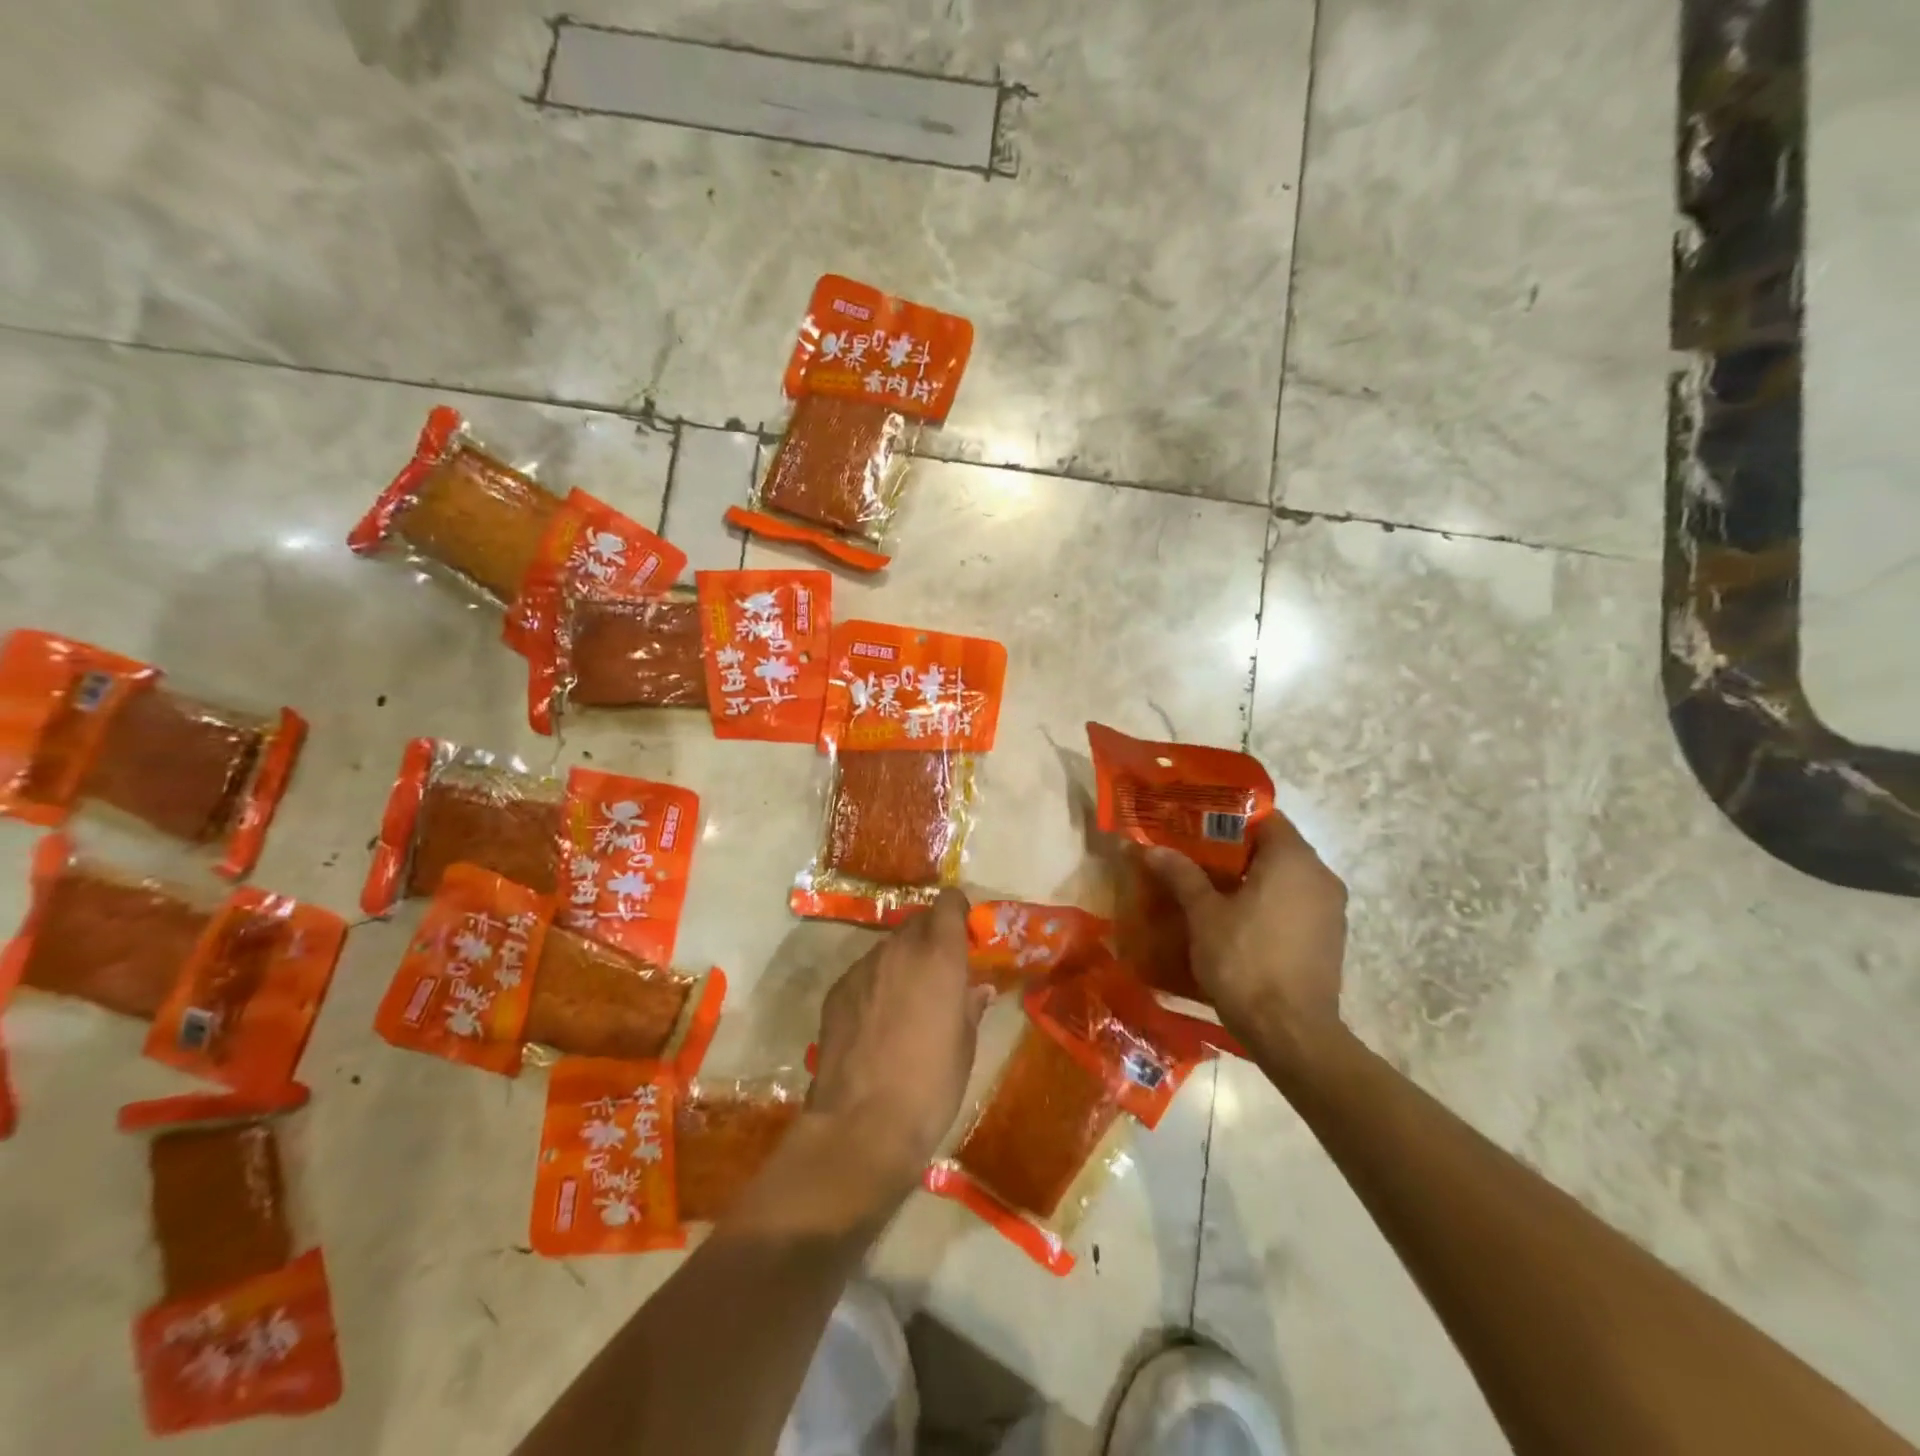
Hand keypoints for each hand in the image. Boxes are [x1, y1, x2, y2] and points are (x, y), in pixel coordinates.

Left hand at [809, 888, 990, 1196]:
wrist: (861, 1125)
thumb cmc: (930, 1086)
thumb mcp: (964, 1047)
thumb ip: (970, 1007)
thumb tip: (977, 990)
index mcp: (939, 956)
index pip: (948, 904)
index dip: (957, 912)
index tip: (964, 931)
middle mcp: (899, 950)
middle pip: (917, 923)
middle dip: (931, 937)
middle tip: (939, 972)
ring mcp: (862, 968)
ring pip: (888, 948)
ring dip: (902, 962)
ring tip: (906, 1001)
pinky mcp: (836, 991)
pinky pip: (864, 973)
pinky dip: (875, 985)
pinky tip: (876, 1022)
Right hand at [1144, 815, 1346, 1066]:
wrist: (1291, 1033)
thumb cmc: (1244, 961)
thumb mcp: (1204, 915)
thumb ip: (1182, 875)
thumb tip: (1152, 847)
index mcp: (1293, 859)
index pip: (1264, 818)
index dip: (1228, 819)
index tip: (1196, 826)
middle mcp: (1321, 876)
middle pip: (1276, 847)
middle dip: (1235, 850)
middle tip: (1195, 856)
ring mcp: (1331, 910)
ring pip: (1287, 878)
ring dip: (1253, 879)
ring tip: (1212, 889)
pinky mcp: (1330, 939)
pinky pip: (1296, 905)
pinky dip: (1270, 903)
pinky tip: (1238, 921)